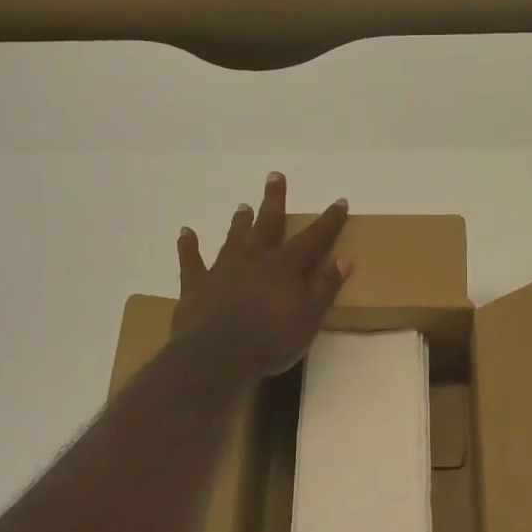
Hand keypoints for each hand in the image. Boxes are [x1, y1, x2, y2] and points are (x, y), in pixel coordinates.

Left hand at [173, 172, 350, 379]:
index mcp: (285, 267)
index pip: (313, 239)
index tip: (339, 202)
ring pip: (234, 238)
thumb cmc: (271, 339)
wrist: (218, 354)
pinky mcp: (196, 284)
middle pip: (267, 224)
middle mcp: (255, 259)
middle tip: (275, 176)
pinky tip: (185, 233)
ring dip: (240, 222)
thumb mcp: (310, 317)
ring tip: (243, 206)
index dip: (328, 221)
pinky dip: (188, 246)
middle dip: (274, 200)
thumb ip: (325, 287)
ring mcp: (223, 269)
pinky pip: (191, 261)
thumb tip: (345, 259)